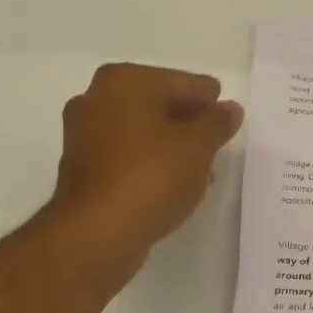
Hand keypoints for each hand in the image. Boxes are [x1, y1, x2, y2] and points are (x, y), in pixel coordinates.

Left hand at [46, 63, 243, 274]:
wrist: (99, 231)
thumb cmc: (152, 177)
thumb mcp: (198, 147)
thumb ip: (217, 123)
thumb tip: (230, 109)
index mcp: (125, 81)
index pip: (183, 82)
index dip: (210, 100)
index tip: (229, 118)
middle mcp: (97, 97)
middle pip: (158, 103)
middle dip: (189, 122)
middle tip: (218, 142)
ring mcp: (84, 133)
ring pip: (142, 130)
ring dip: (171, 144)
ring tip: (202, 167)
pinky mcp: (83, 167)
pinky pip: (128, 155)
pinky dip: (151, 162)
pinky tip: (173, 183)